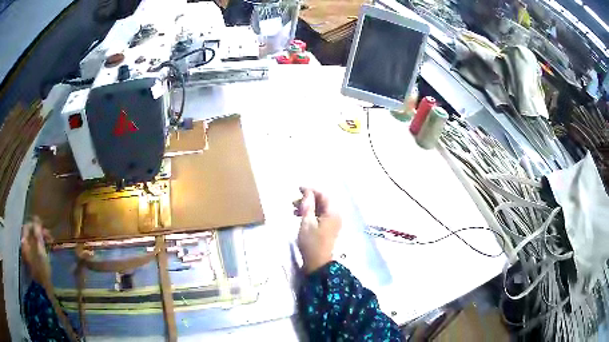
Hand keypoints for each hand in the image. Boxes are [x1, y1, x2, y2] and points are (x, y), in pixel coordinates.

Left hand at [21, 217, 52, 283]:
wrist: (43, 292)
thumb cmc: (42, 271)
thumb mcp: (40, 251)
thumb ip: (38, 234)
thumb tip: (36, 219)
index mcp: (24, 242)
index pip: (28, 226)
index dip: (35, 224)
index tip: (45, 228)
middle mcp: (24, 246)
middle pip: (30, 234)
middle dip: (39, 233)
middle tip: (49, 237)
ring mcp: (27, 255)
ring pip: (33, 242)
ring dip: (40, 240)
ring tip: (49, 245)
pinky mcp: (32, 262)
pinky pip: (35, 250)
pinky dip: (40, 248)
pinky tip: (47, 253)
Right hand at [293, 187, 341, 272]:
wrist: (318, 263)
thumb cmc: (311, 243)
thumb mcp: (307, 223)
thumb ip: (307, 206)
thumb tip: (307, 192)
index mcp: (332, 213)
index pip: (323, 195)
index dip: (311, 190)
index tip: (297, 189)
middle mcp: (336, 215)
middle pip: (323, 201)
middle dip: (308, 199)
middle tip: (293, 202)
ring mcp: (333, 223)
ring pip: (321, 209)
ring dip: (308, 207)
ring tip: (293, 210)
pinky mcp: (329, 229)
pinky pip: (321, 216)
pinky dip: (311, 214)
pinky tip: (300, 217)